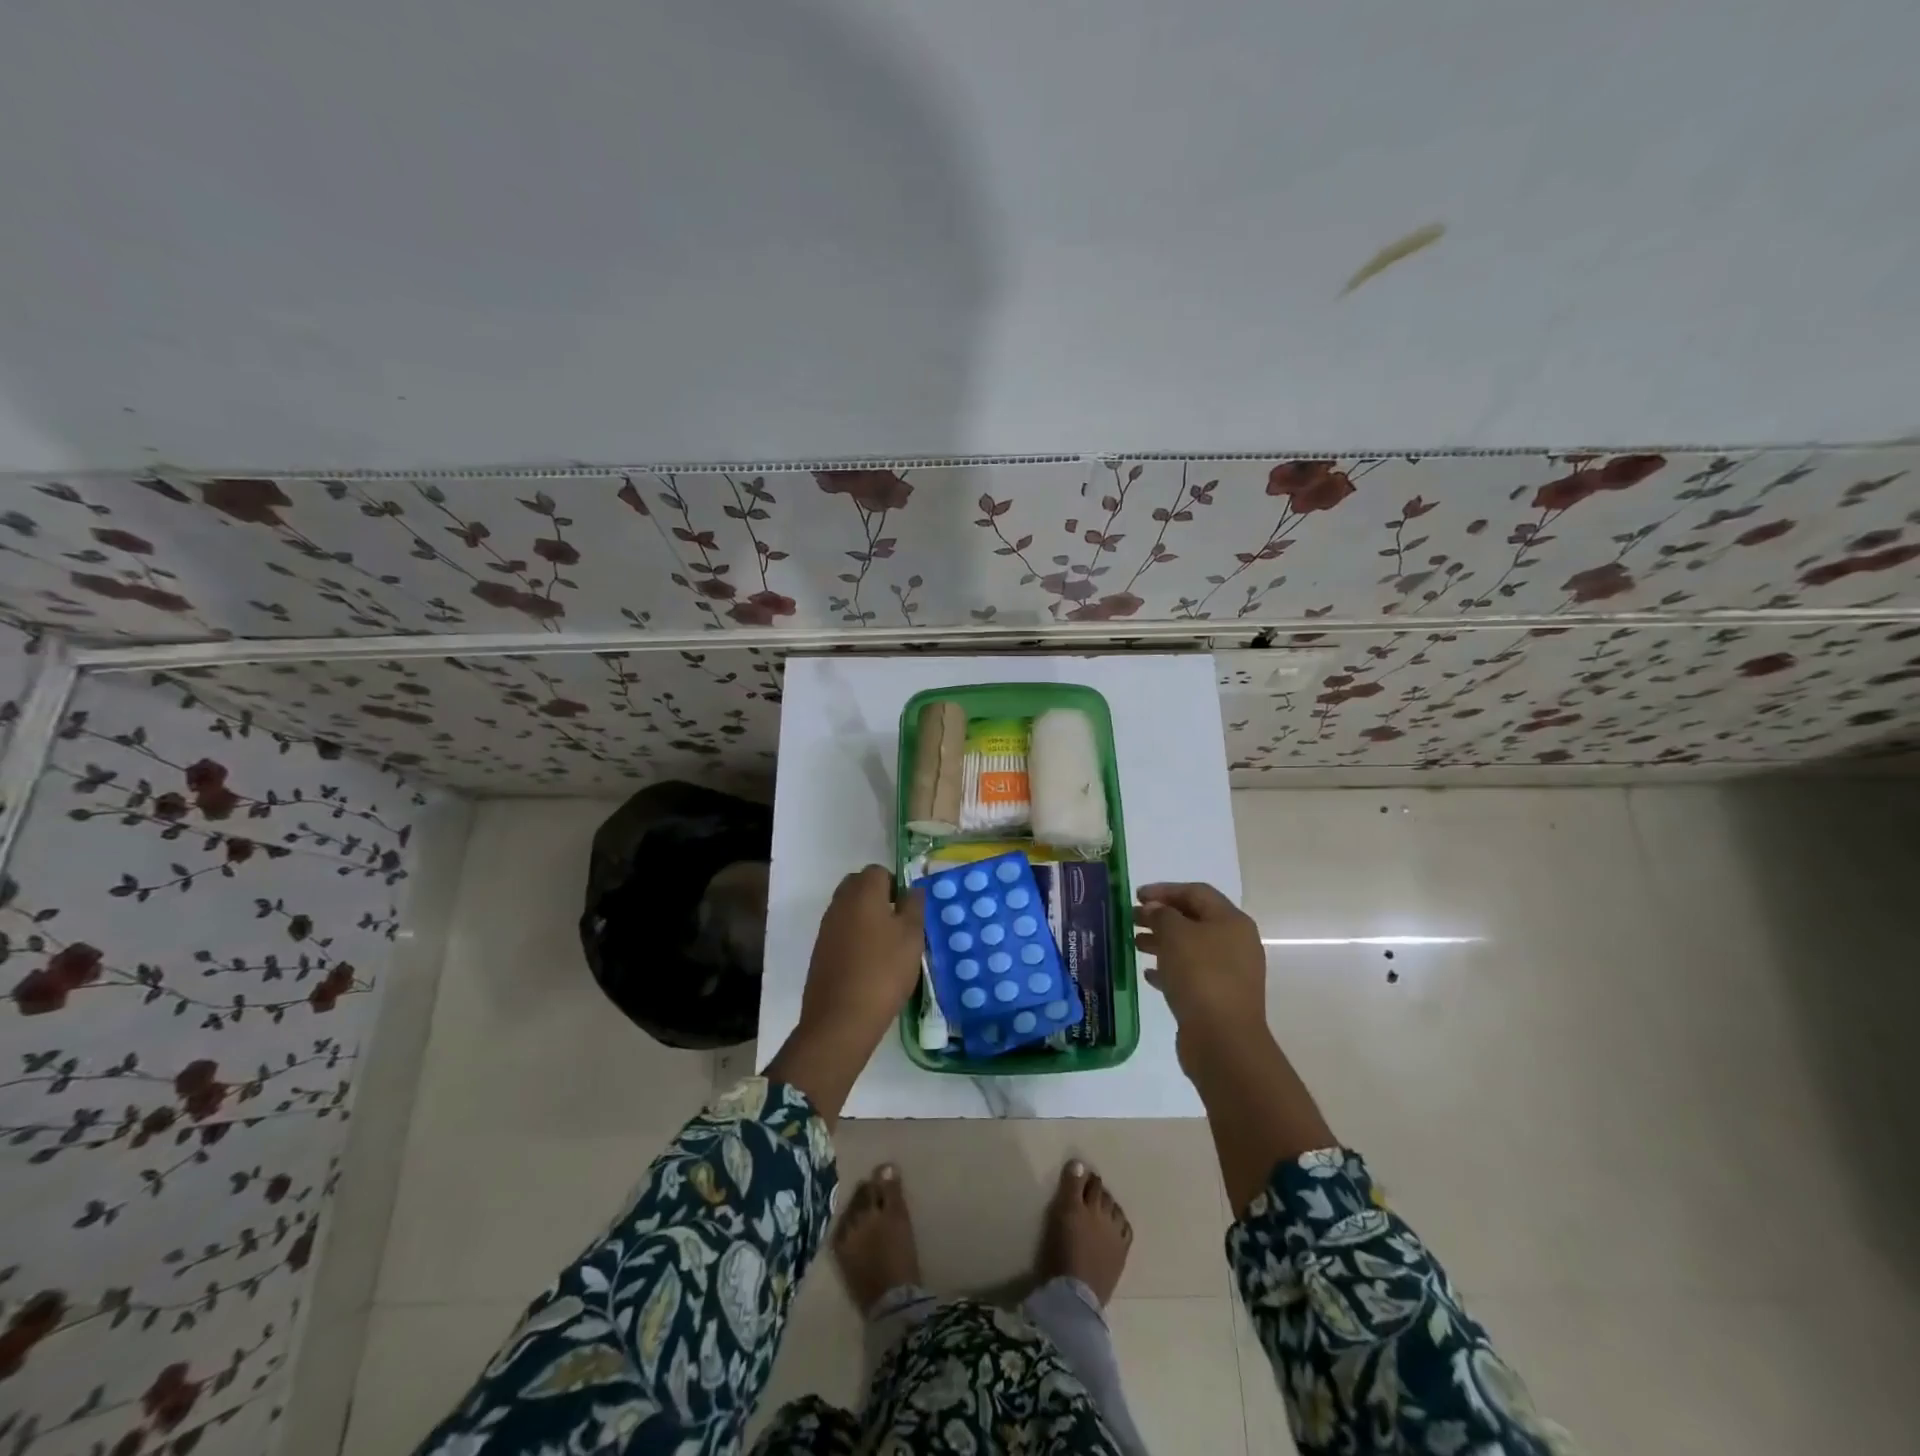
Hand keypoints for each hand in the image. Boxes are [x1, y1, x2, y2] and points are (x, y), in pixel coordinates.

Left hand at [798, 865, 925, 1048]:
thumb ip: (914, 906)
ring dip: (866, 918)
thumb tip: (912, 889)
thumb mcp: (912, 936)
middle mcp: (840, 903)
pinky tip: (868, 964)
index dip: (895, 886)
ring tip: (886, 947)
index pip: (878, 871)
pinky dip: (854, 938)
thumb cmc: (884, 971)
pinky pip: (840, 931)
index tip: (908, 911)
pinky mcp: (819, 951)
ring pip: (848, 909)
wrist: (841, 1018)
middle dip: (878, 898)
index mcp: (863, 892)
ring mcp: (826, 927)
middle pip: (859, 886)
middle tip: (898, 925)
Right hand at [1133, 882, 1269, 1058]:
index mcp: (1231, 921)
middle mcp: (1236, 943)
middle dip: (1161, 916)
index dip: (1164, 890)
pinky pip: (1192, 974)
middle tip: (1131, 919)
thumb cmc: (1200, 976)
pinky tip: (1148, 974)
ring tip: (1135, 944)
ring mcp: (1230, 972)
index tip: (1136, 896)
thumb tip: (1154, 909)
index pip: (1196, 892)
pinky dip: (1170, 969)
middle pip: (1194, 919)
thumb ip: (1161, 915)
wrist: (1223, 1039)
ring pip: (1191, 948)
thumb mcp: (1175, 935)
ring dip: (1163, 942)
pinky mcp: (1219, 997)